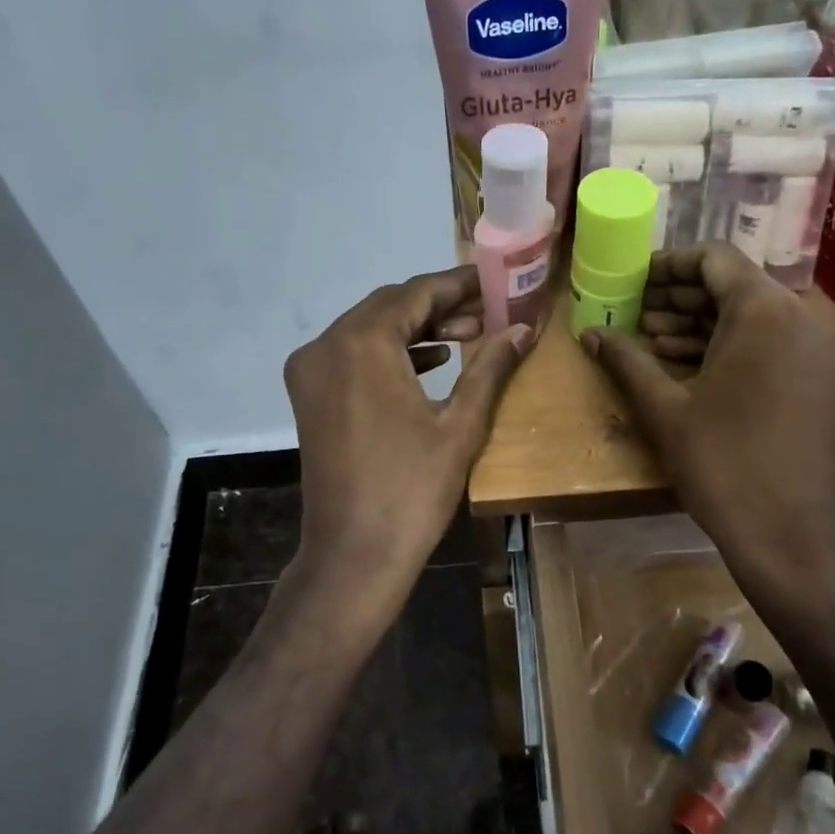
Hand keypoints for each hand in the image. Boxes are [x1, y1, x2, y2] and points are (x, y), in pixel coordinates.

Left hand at [285, 265, 533, 616]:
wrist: (354, 554)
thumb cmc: (412, 490)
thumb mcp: (461, 424)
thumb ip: (491, 366)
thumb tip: (524, 328)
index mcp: (361, 343)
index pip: (416, 294)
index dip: (459, 284)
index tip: (494, 280)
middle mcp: (326, 344)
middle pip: (390, 306)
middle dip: (440, 305)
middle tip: (489, 310)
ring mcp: (311, 370)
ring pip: (370, 328)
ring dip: (417, 327)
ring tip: (469, 334)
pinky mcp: (309, 394)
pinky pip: (354, 354)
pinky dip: (391, 351)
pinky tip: (432, 360)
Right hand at [581, 244, 834, 597]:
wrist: (787, 531)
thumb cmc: (722, 463)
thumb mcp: (665, 407)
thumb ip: (626, 359)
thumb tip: (589, 332)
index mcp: (768, 309)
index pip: (714, 259)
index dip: (668, 265)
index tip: (633, 282)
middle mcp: (806, 312)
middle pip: (735, 282)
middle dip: (682, 296)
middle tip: (637, 313)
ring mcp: (821, 343)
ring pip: (754, 310)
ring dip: (703, 319)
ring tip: (651, 337)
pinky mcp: (823, 370)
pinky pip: (772, 335)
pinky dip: (731, 340)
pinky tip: (685, 359)